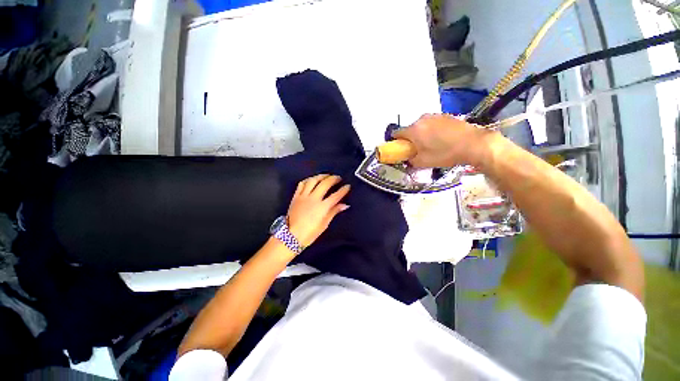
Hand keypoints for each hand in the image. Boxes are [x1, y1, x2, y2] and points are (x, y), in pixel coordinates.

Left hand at [287, 174, 350, 246]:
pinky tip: (312, 179)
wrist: (291, 236)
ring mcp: (304, 196)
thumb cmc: (310, 233)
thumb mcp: (324, 224)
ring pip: (313, 180)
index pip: (336, 195)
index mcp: (322, 207)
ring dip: (321, 176)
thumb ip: (334, 212)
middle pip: (325, 184)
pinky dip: (308, 180)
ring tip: (326, 175)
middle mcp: (313, 198)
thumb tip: (344, 205)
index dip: (343, 190)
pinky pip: (302, 184)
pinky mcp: (296, 196)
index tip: (348, 186)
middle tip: (338, 178)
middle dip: (333, 179)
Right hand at [394, 114, 494, 167]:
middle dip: (410, 139)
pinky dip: (432, 130)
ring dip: (421, 134)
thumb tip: (407, 159)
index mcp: (413, 130)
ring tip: (431, 144)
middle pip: (409, 129)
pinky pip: (432, 123)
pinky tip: (441, 139)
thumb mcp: (423, 162)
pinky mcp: (446, 115)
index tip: (400, 149)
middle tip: (417, 149)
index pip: (396, 133)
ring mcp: (434, 116)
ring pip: (421, 126)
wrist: (474, 144)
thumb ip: (410, 161)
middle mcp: (421, 119)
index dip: (396, 142)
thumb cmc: (445, 154)